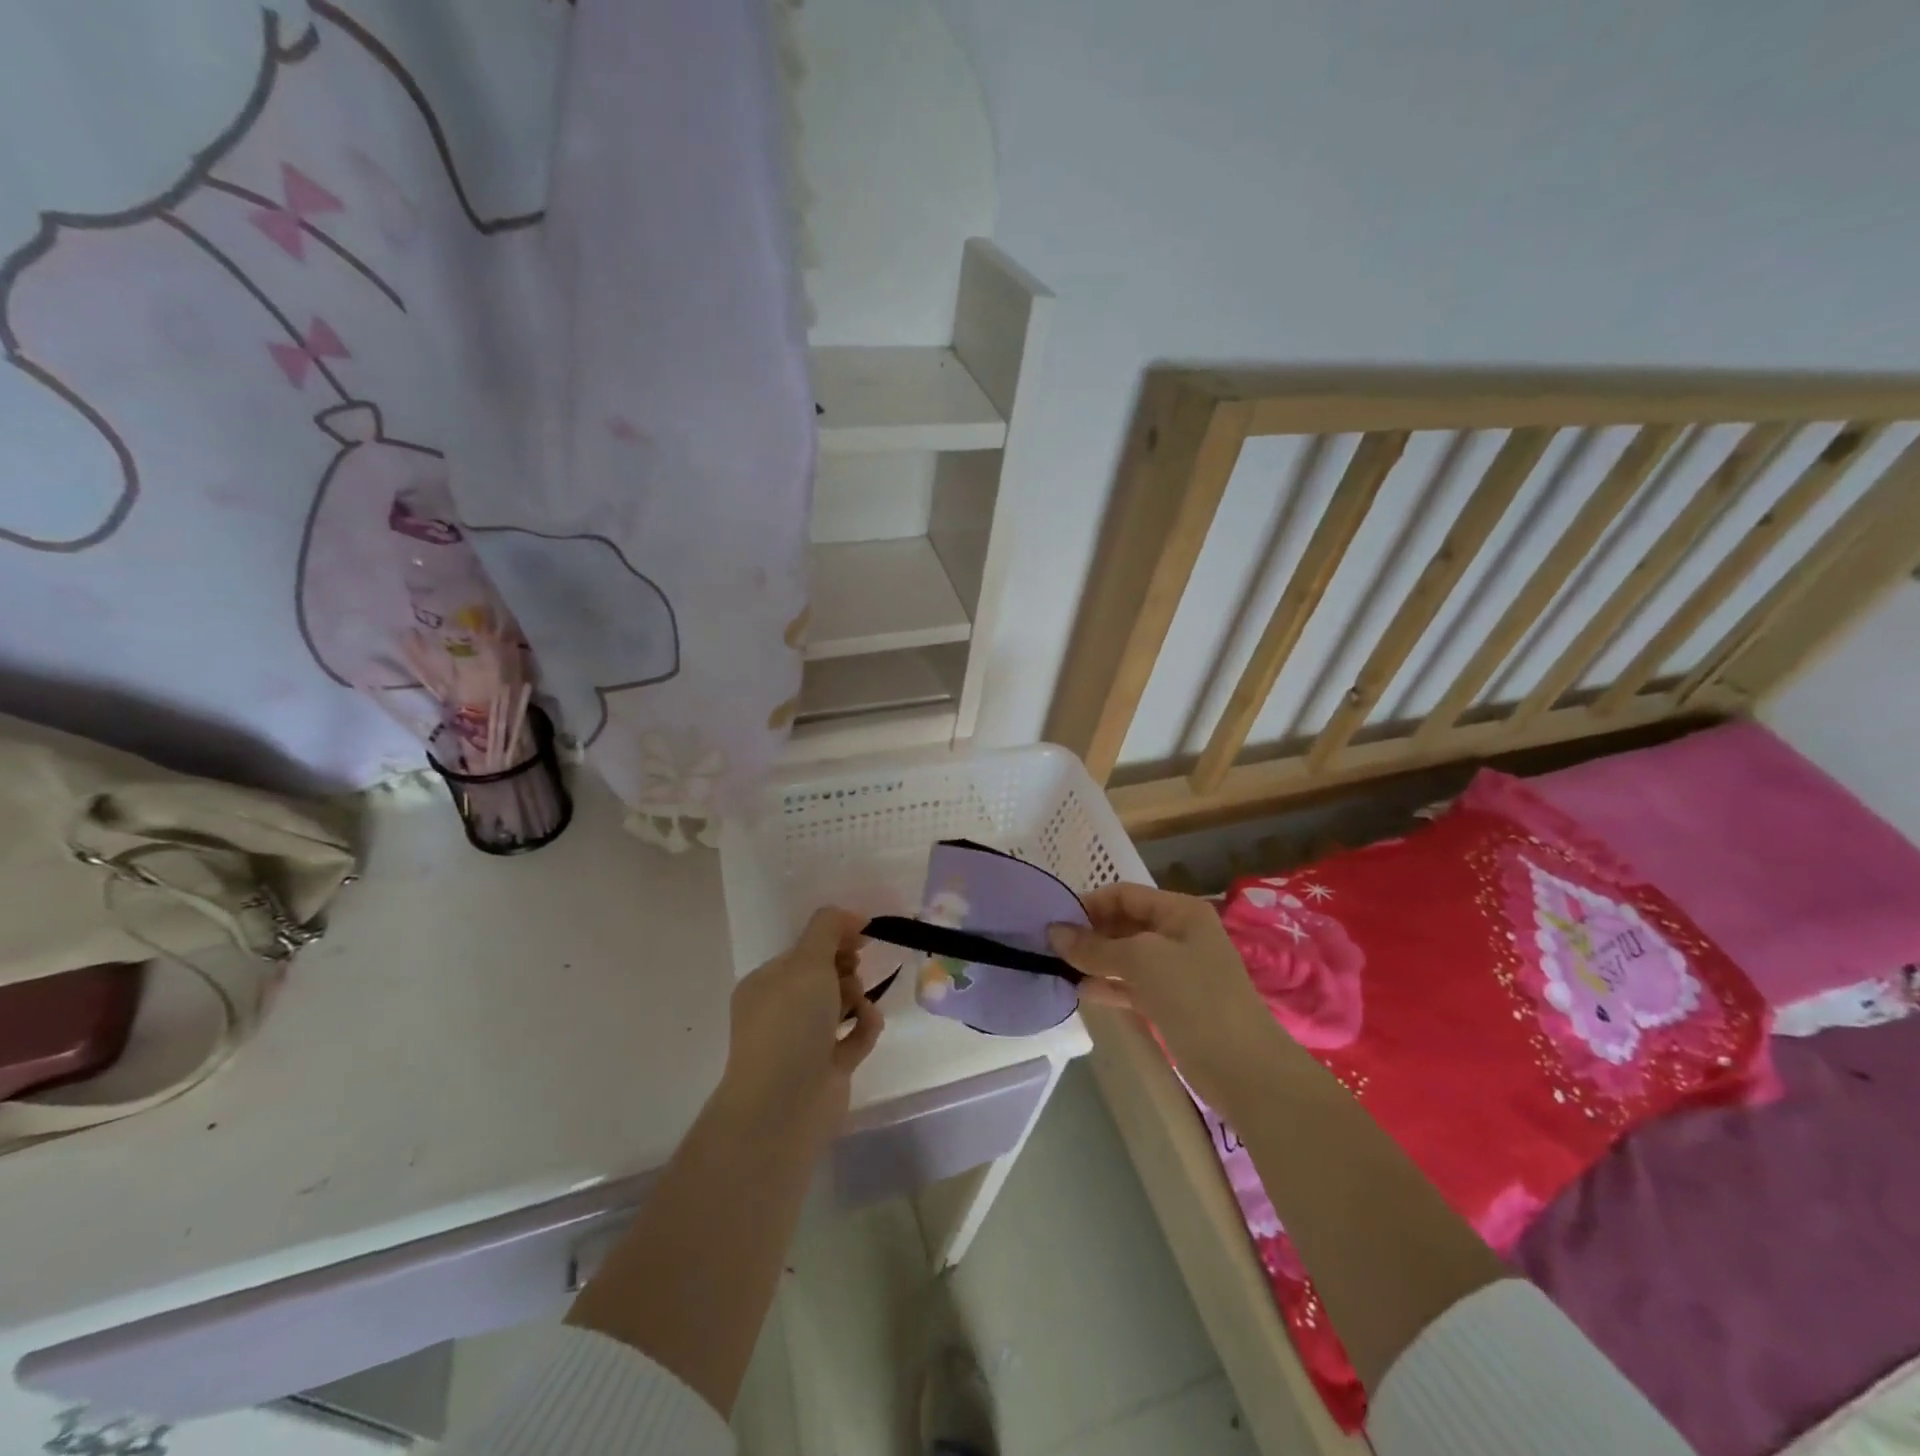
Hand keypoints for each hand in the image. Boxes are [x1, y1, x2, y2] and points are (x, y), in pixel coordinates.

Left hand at [717, 908, 883, 1140]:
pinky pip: (853, 1036)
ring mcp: (803, 1042)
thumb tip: (852, 915)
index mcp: (766, 983)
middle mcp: (781, 1011)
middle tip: (855, 971)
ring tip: (860, 1003)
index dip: (834, 937)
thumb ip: (828, 928)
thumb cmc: (790, 1024)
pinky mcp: (827, 1069)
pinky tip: (870, 1023)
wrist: (784, 1106)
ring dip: (858, 997)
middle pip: (823, 975)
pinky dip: (864, 1027)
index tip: (863, 933)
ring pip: (840, 1005)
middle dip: (845, 968)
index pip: (804, 950)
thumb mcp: (807, 961)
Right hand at [1049, 883, 1294, 1116]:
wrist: (1244, 1068)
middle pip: (1123, 923)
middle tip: (1048, 946)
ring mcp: (1175, 970)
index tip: (1052, 921)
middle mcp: (1177, 934)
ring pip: (1124, 956)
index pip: (1124, 894)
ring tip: (1056, 968)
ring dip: (1093, 960)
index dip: (1088, 904)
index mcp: (1179, 911)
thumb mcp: (1142, 961)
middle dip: (1088, 933)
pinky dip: (1106, 985)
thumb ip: (1095, 946)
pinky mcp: (1170, 1002)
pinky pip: (1130, 984)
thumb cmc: (1195, 998)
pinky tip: (1079, 991)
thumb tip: (1053, 933)